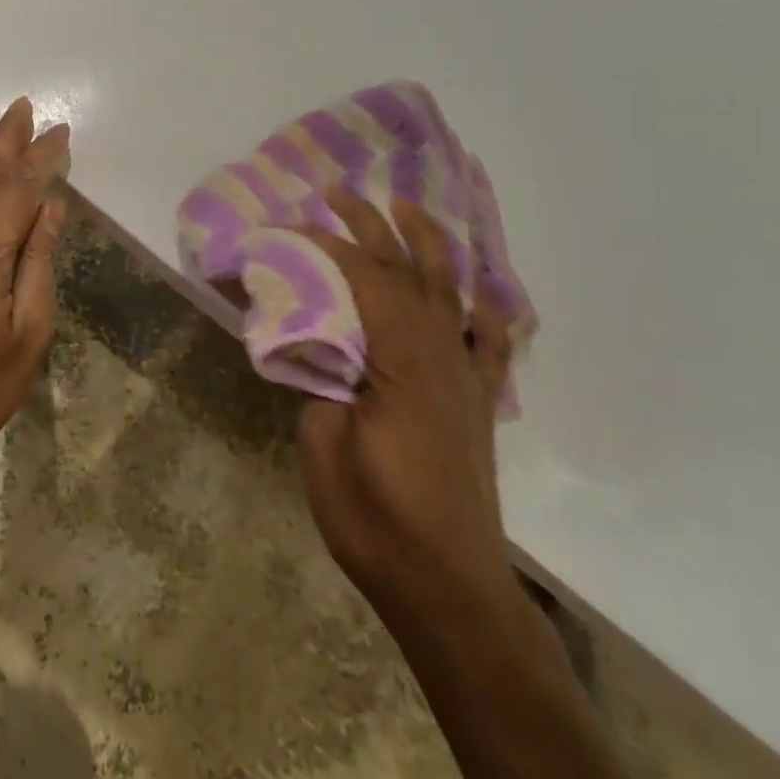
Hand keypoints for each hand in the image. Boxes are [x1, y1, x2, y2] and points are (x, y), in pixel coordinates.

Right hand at [297, 191, 518, 619]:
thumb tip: (318, 351)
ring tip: (409, 208)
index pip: (363, 279)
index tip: (290, 226)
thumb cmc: (377, 520)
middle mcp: (440, 354)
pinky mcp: (478, 401)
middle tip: (339, 193)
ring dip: (428, 244)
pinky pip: (488, 341)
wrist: (448, 585)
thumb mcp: (324, 447)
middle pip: (407, 271)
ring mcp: (466, 376)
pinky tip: (477, 288)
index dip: (326, 246)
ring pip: (451, 291)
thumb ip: (320, 384)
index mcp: (400, 359)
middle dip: (372, 226)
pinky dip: (483, 306)